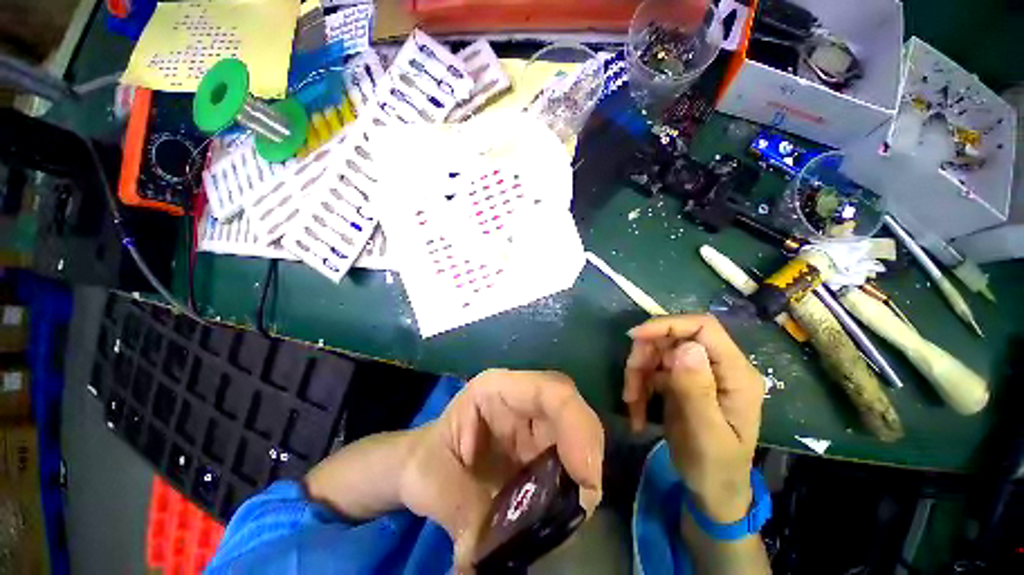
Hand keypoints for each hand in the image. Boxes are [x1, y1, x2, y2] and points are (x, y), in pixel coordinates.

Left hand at [399, 369, 603, 569]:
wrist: (426, 464)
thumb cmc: (426, 459)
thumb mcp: (431, 480)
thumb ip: (462, 512)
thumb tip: (488, 556)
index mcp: (497, 389)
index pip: (549, 391)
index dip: (575, 425)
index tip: (585, 479)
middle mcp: (522, 399)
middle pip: (571, 410)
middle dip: (587, 451)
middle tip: (585, 503)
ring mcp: (534, 422)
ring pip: (576, 433)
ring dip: (583, 471)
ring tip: (573, 512)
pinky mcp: (541, 446)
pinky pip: (569, 459)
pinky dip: (573, 485)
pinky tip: (563, 509)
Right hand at [623, 314, 763, 523]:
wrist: (712, 491)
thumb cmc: (716, 468)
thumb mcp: (707, 435)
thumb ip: (698, 391)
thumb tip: (686, 347)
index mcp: (735, 374)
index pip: (704, 328)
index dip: (668, 325)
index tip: (635, 337)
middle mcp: (716, 366)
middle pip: (673, 339)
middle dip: (645, 356)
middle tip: (630, 383)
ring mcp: (696, 373)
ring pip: (657, 353)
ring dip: (637, 374)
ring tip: (631, 403)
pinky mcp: (679, 382)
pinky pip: (651, 370)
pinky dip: (638, 386)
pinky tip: (636, 411)